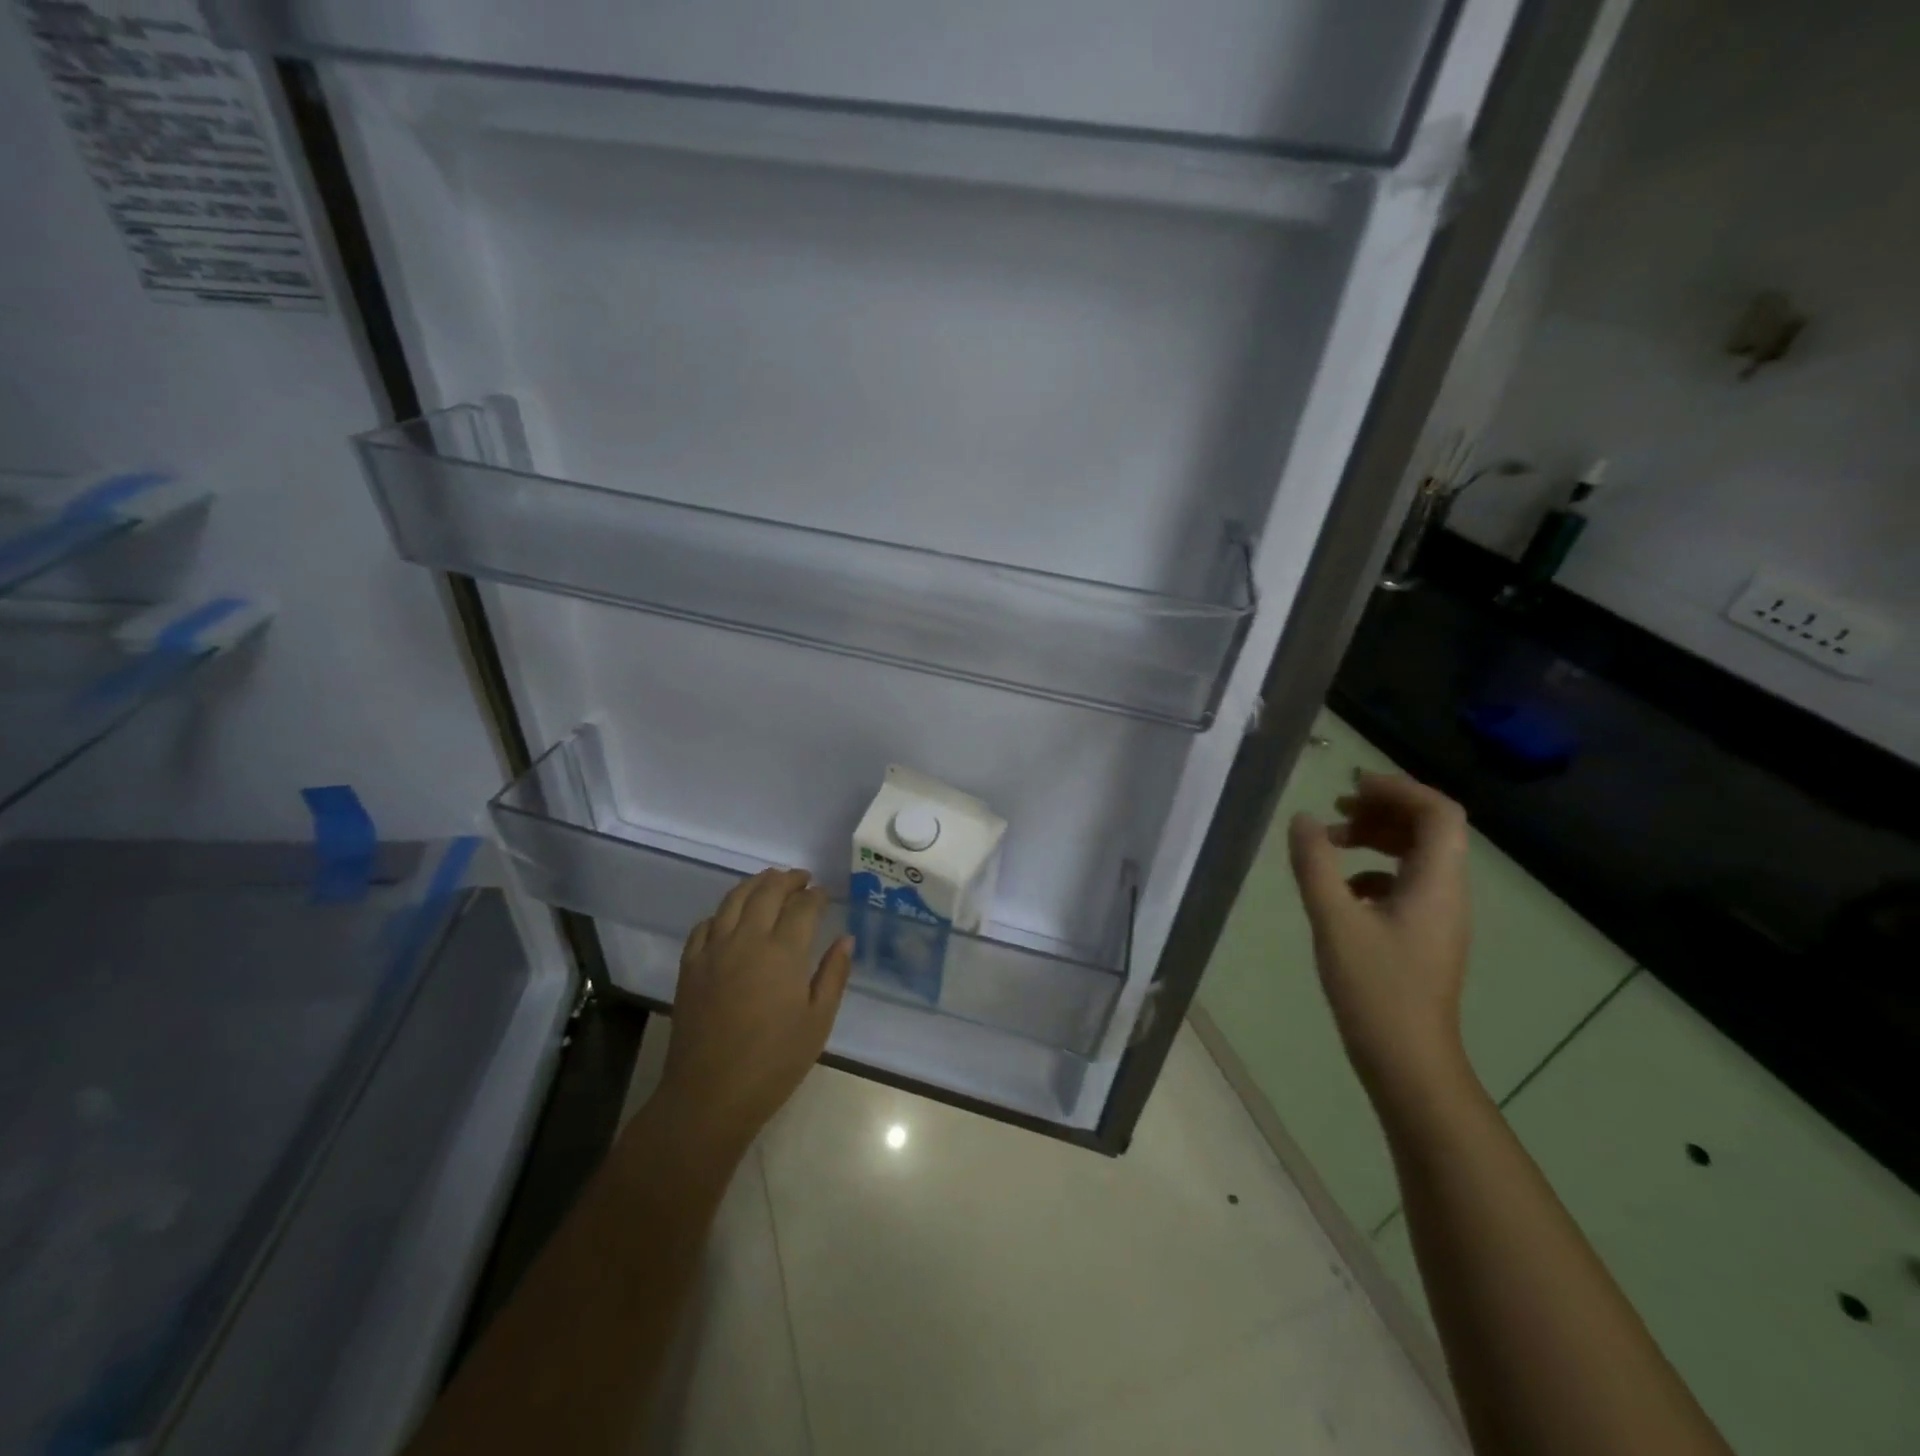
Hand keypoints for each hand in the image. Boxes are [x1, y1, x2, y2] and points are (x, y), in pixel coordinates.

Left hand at [657, 868, 854, 1149]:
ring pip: (733, 899)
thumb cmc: (774, 1062)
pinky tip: (730, 918)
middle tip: (802, 879)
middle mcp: (747, 939)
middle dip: (788, 880)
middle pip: (767, 891)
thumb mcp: (818, 1022)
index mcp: (783, 952)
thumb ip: (834, 975)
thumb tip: (845, 939)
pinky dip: (721, 913)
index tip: (825, 894)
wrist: (710, 1094)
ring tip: (769, 881)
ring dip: (755, 884)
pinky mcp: (690, 966)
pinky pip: (705, 925)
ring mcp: (714, 950)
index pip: (803, 906)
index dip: (817, 895)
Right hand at [1287, 772, 1474, 1110]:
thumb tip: (1302, 819)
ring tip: (1331, 840)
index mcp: (1437, 882)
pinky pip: (1406, 883)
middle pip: (1429, 829)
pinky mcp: (1424, 936)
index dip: (1398, 788)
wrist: (1408, 1060)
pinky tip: (1340, 889)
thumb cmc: (1375, 989)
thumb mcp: (1334, 920)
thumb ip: (1315, 864)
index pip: (1437, 812)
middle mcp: (1448, 892)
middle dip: (1383, 809)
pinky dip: (1373, 870)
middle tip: (1336, 807)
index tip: (1351, 784)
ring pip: (1416, 856)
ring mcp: (1438, 916)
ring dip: (1376, 838)